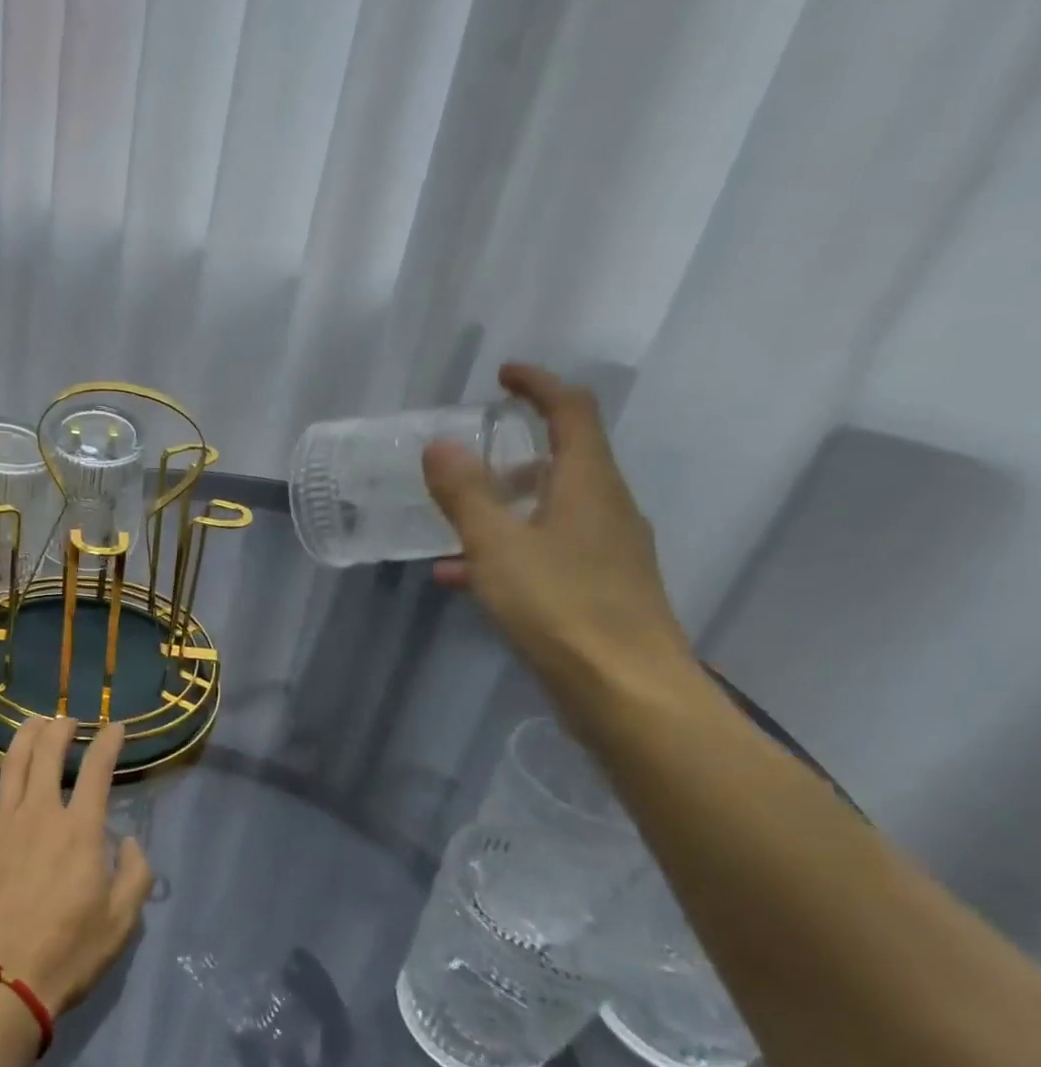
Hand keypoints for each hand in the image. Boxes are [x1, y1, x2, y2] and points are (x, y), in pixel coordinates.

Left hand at [0, 717, 152, 1015]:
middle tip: (68, 720)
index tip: (116, 727)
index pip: (97, 768)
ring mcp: (0, 825)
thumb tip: (130, 842)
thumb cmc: (66, 952)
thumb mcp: (121, 922)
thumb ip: (136, 875)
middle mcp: (39, 813)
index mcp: (80, 829)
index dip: (109, 742)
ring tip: (33, 724)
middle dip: (60, 728)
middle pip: (47, 753)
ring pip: (11, 765)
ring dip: (24, 738)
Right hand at [422, 362, 698, 707]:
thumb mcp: (498, 546)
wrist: (626, 692)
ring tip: (452, 522)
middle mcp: (608, 508)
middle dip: (514, 450)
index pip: (573, 411)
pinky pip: (547, 551)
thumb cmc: (561, 607)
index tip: (502, 375)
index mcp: (590, 484)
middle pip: (564, 460)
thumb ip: (466, 494)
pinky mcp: (600, 589)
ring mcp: (608, 552)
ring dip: (505, 506)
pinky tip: (463, 578)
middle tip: (468, 455)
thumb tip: (440, 445)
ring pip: (551, 510)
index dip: (538, 384)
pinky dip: (508, 550)